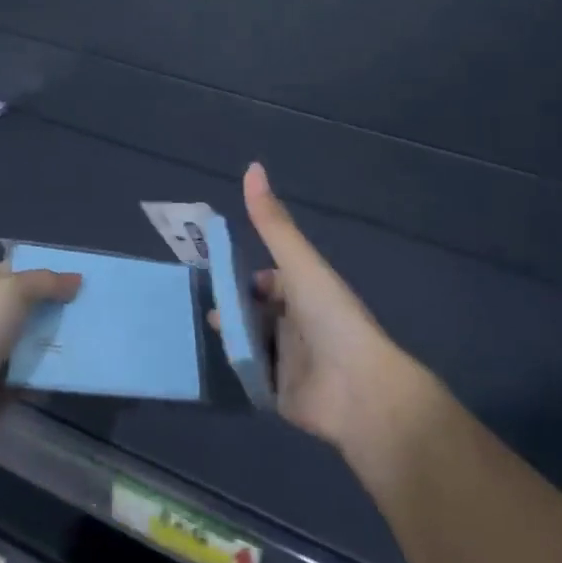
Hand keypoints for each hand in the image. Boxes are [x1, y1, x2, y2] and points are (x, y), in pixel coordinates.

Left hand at [0, 262, 80, 454]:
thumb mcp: (10, 291)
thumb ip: (45, 281)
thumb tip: (76, 280)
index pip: (16, 270)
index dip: (46, 268)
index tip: (82, 273)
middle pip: (29, 305)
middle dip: (60, 304)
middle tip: (97, 304)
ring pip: (34, 340)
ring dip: (60, 338)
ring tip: (98, 334)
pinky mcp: (2, 387)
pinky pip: (35, 373)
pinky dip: (53, 372)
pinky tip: (82, 365)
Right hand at [222, 163, 429, 464]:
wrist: (358, 389)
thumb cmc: (330, 317)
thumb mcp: (298, 263)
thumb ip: (273, 223)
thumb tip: (253, 166)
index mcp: (306, 293)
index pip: (271, 281)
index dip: (246, 278)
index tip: (215, 276)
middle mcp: (299, 324)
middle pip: (258, 313)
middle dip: (232, 309)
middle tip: (205, 311)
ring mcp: (292, 362)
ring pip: (254, 345)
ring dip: (232, 339)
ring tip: (203, 336)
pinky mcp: (283, 396)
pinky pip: (254, 379)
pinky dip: (237, 372)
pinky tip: (212, 366)